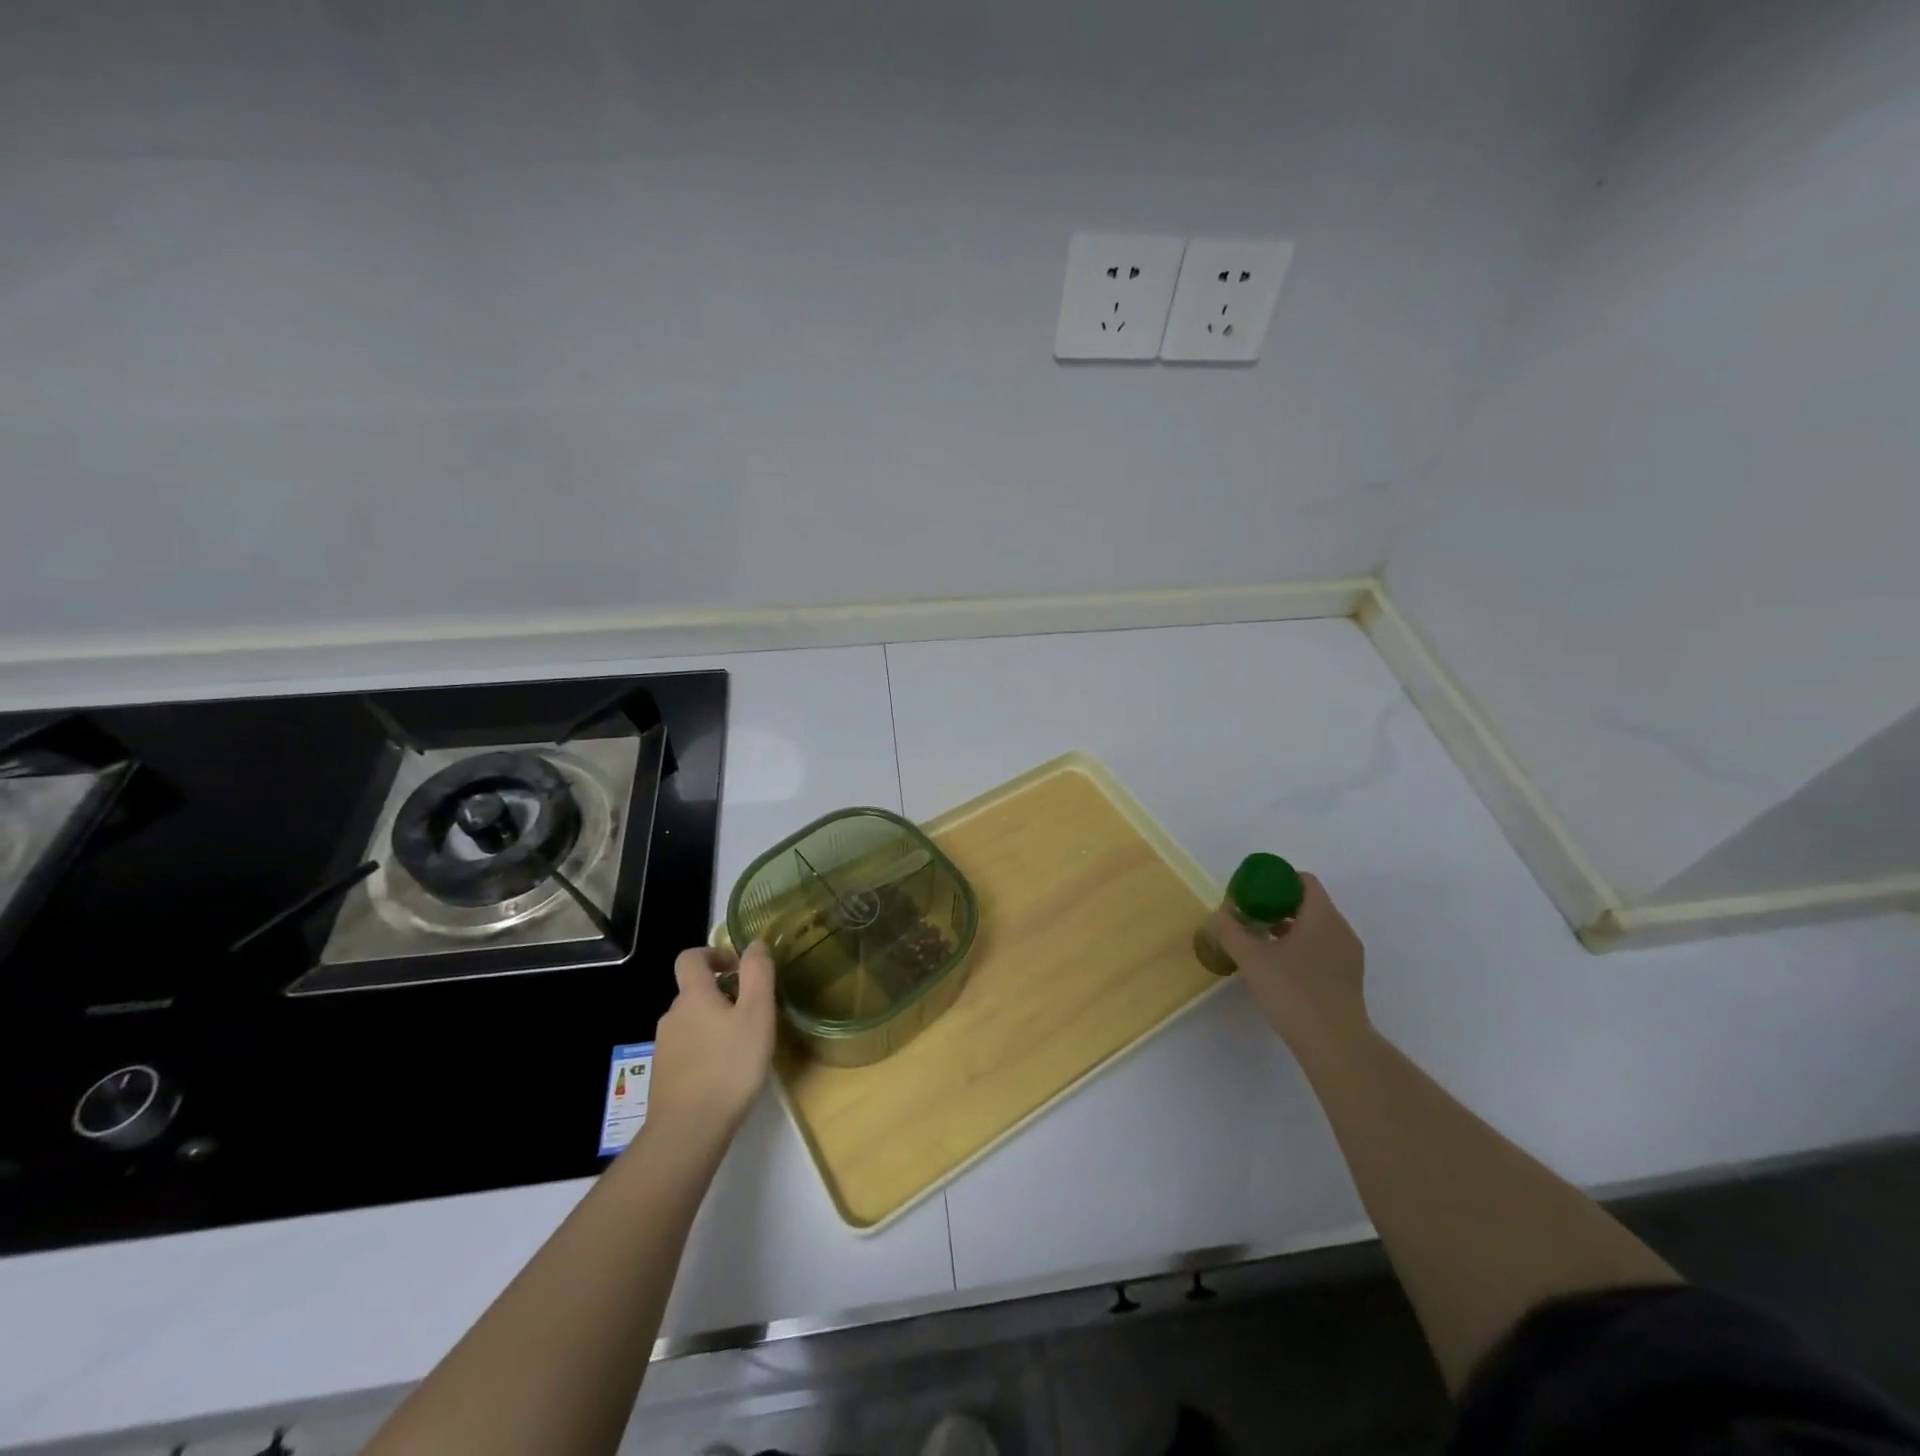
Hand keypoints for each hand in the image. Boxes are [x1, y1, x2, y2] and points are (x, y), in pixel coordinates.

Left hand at [648, 942, 776, 1142]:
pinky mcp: (664, 1075)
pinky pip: (687, 1048)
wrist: (688, 1130)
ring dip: (714, 1023)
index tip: (738, 967)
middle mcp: (672, 1015)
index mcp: (693, 996)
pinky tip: (725, 1072)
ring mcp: (664, 1047)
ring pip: (691, 1021)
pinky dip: (705, 1049)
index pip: (691, 958)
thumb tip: (754, 944)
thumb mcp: (757, 1014)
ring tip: (743, 1044)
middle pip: (694, 991)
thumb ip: (757, 974)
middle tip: (753, 1012)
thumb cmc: (729, 1065)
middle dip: (722, 993)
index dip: (713, 954)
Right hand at [1207, 873, 1367, 1051]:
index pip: (1304, 880)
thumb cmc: (1293, 992)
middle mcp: (1341, 929)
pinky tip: (1281, 969)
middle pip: (1310, 903)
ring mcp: (1349, 955)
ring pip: (1317, 928)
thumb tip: (1220, 915)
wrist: (1335, 1044)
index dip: (1277, 880)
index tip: (1253, 893)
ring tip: (1262, 944)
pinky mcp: (1349, 978)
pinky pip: (1324, 948)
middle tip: (1251, 918)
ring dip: (1290, 929)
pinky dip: (1303, 948)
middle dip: (1279, 906)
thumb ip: (1231, 931)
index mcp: (1322, 916)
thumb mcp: (1251, 959)